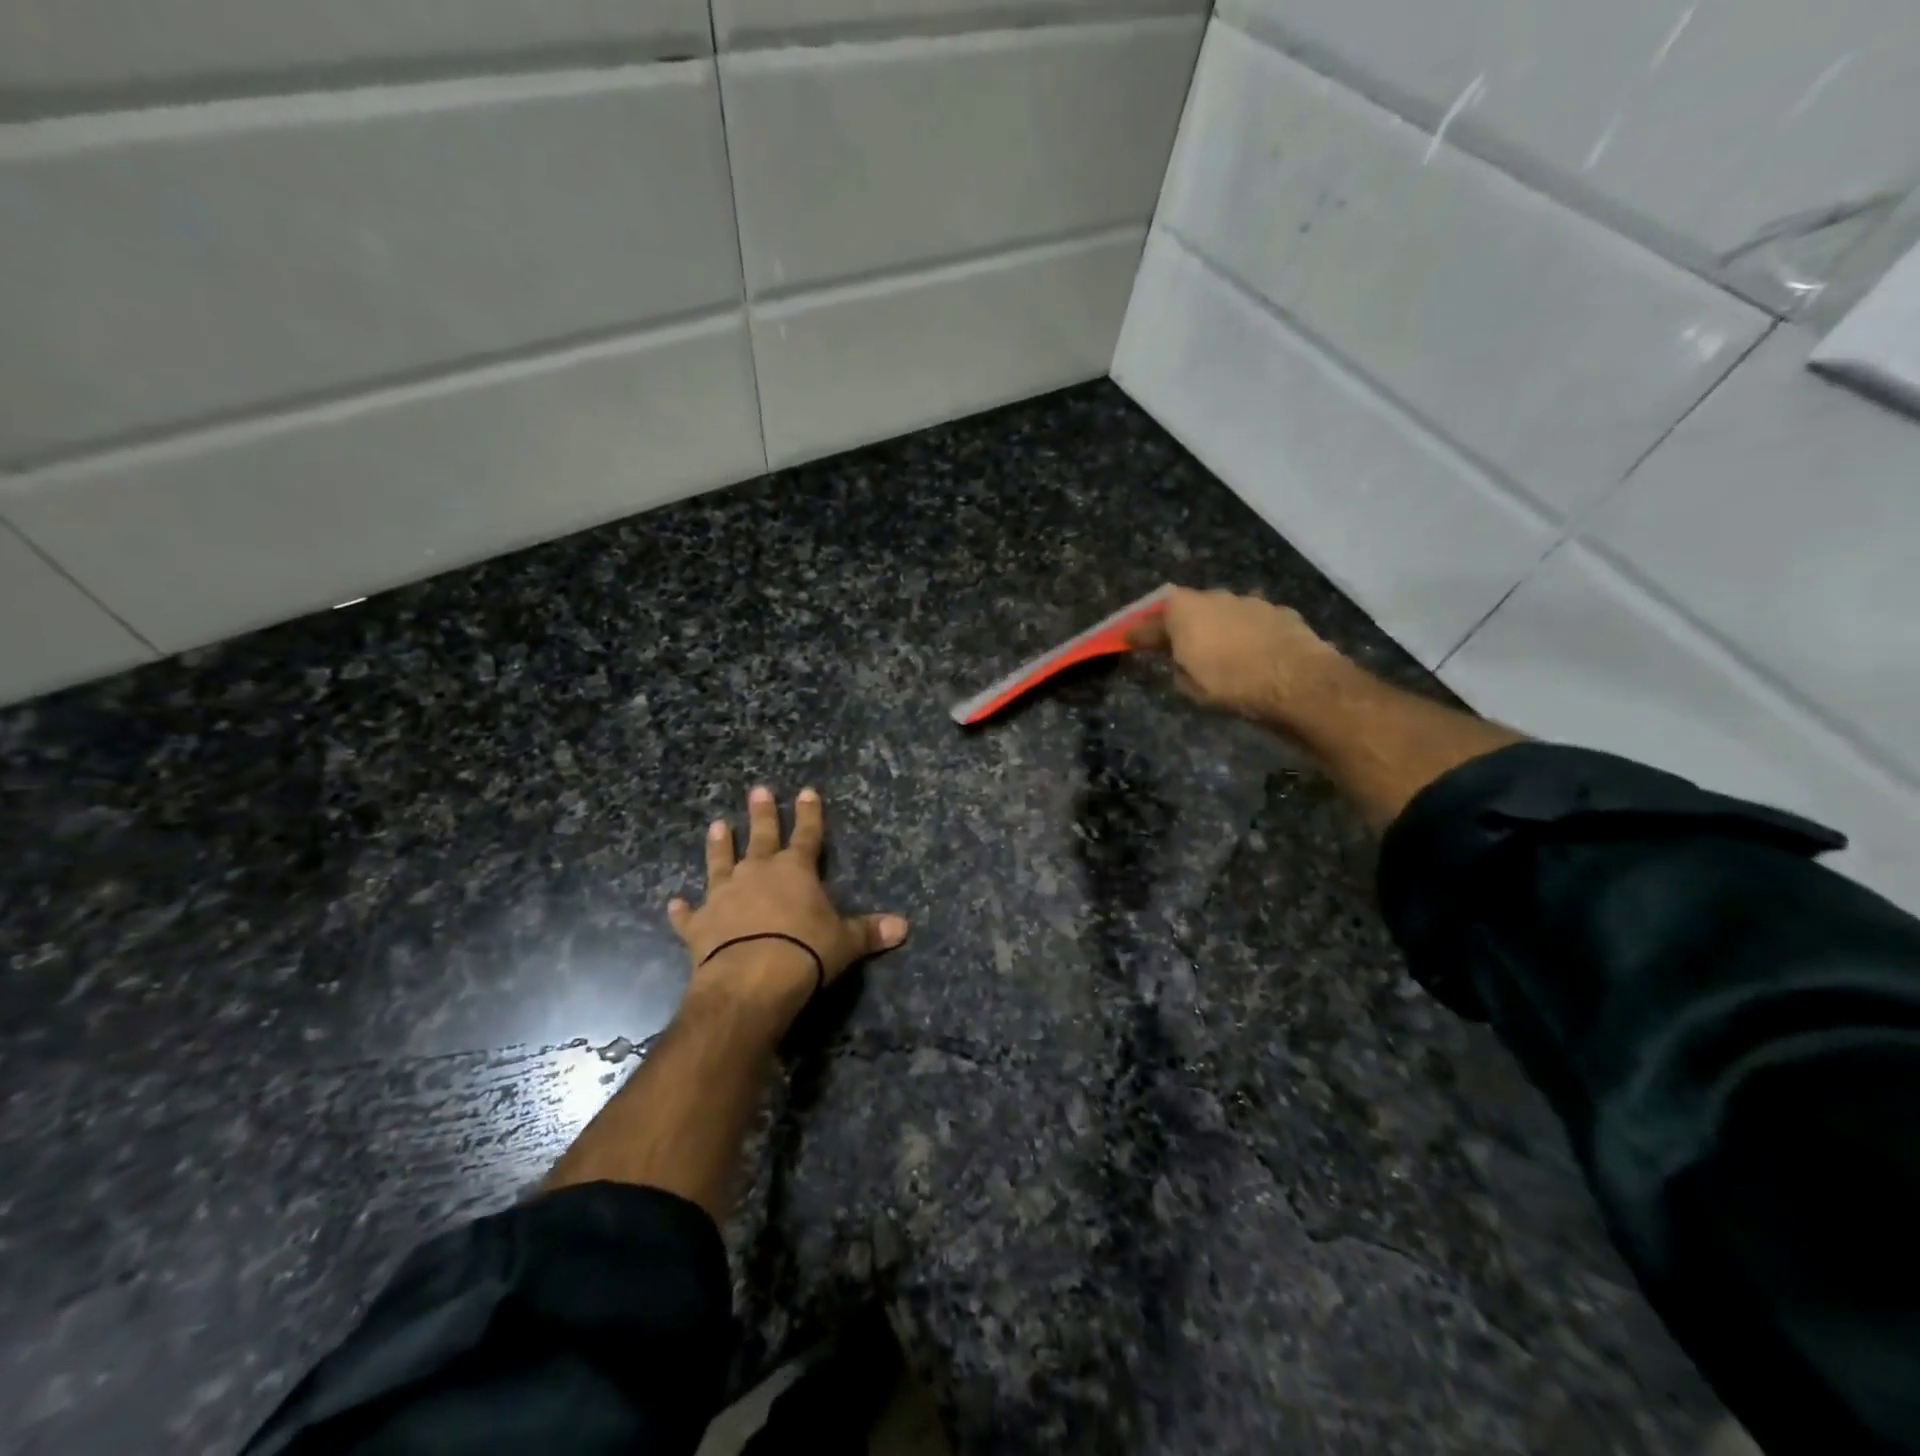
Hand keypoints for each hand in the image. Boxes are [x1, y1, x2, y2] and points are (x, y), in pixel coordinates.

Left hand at [668, 787, 908, 1021]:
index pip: (807, 834)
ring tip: (716, 825)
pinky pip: (690, 915)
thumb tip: (904, 927)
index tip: (806, 791)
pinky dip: (683, 911)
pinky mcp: (700, 925)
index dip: (809, 814)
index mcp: (795, 870)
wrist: (751, 979)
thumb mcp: (845, 942)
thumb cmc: (806, 952)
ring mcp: (724, 895)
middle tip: (757, 790)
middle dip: (761, 813)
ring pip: (720, 862)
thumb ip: (870, 931)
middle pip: (761, 836)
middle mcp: (757, 873)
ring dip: (719, 845)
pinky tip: (674, 904)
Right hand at [1128, 586, 1350, 727]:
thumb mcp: (1190, 686)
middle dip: (1179, 625)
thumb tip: (1180, 661)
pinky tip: (1250, 653)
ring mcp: (1250, 601)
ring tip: (1217, 651)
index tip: (1127, 640)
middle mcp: (1214, 597)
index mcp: (1184, 610)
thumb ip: (1177, 667)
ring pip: (1222, 613)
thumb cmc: (1232, 684)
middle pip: (1188, 609)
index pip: (1150, 621)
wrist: (1298, 682)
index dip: (1138, 633)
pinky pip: (1251, 622)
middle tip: (1174, 645)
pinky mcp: (1279, 612)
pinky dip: (1245, 634)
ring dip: (1215, 628)